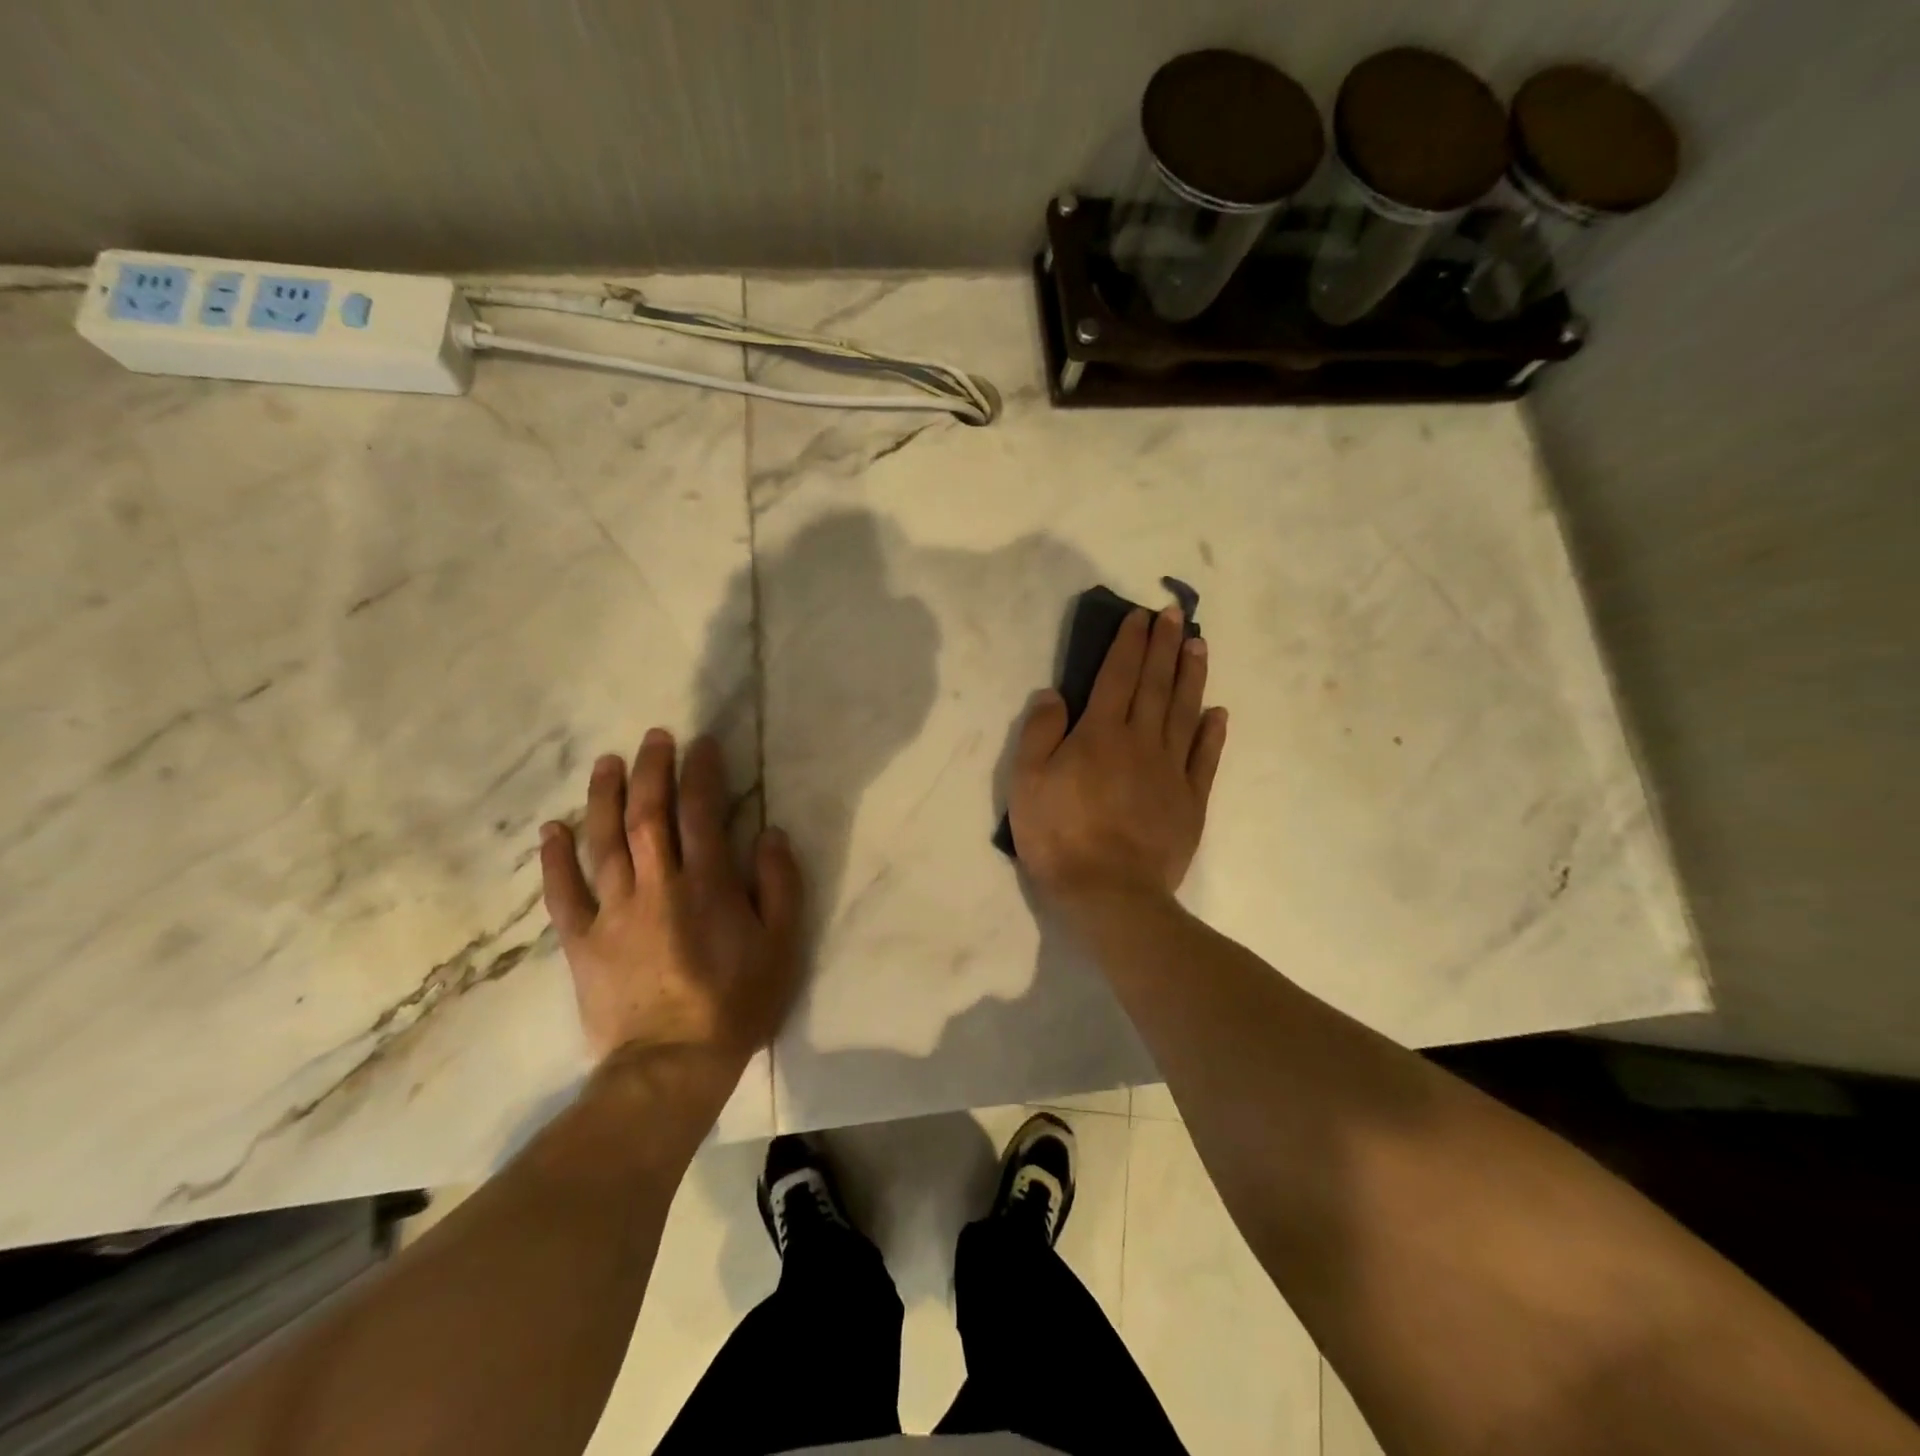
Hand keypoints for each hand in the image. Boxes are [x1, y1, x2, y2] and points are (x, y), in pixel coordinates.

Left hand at [539, 730, 802, 1068]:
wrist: (672, 1065)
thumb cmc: (737, 1003)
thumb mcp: (781, 945)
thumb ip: (780, 885)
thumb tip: (770, 833)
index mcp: (706, 885)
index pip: (701, 813)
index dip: (701, 773)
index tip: (702, 744)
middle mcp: (656, 886)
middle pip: (648, 815)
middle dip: (653, 770)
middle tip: (655, 736)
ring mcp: (613, 912)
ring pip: (603, 842)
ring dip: (604, 797)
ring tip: (607, 762)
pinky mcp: (582, 941)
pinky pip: (563, 894)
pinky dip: (554, 860)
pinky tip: (551, 829)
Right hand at [1008, 606, 1227, 905]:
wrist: (1109, 893)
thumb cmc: (1059, 836)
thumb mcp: (1027, 782)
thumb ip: (1040, 732)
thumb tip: (1054, 693)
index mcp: (1100, 734)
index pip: (1117, 676)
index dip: (1128, 644)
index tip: (1140, 616)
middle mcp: (1140, 742)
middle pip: (1155, 685)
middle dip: (1163, 646)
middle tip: (1174, 615)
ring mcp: (1170, 771)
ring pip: (1184, 713)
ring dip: (1191, 676)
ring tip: (1198, 646)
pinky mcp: (1190, 801)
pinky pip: (1204, 759)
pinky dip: (1211, 733)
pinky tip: (1217, 713)